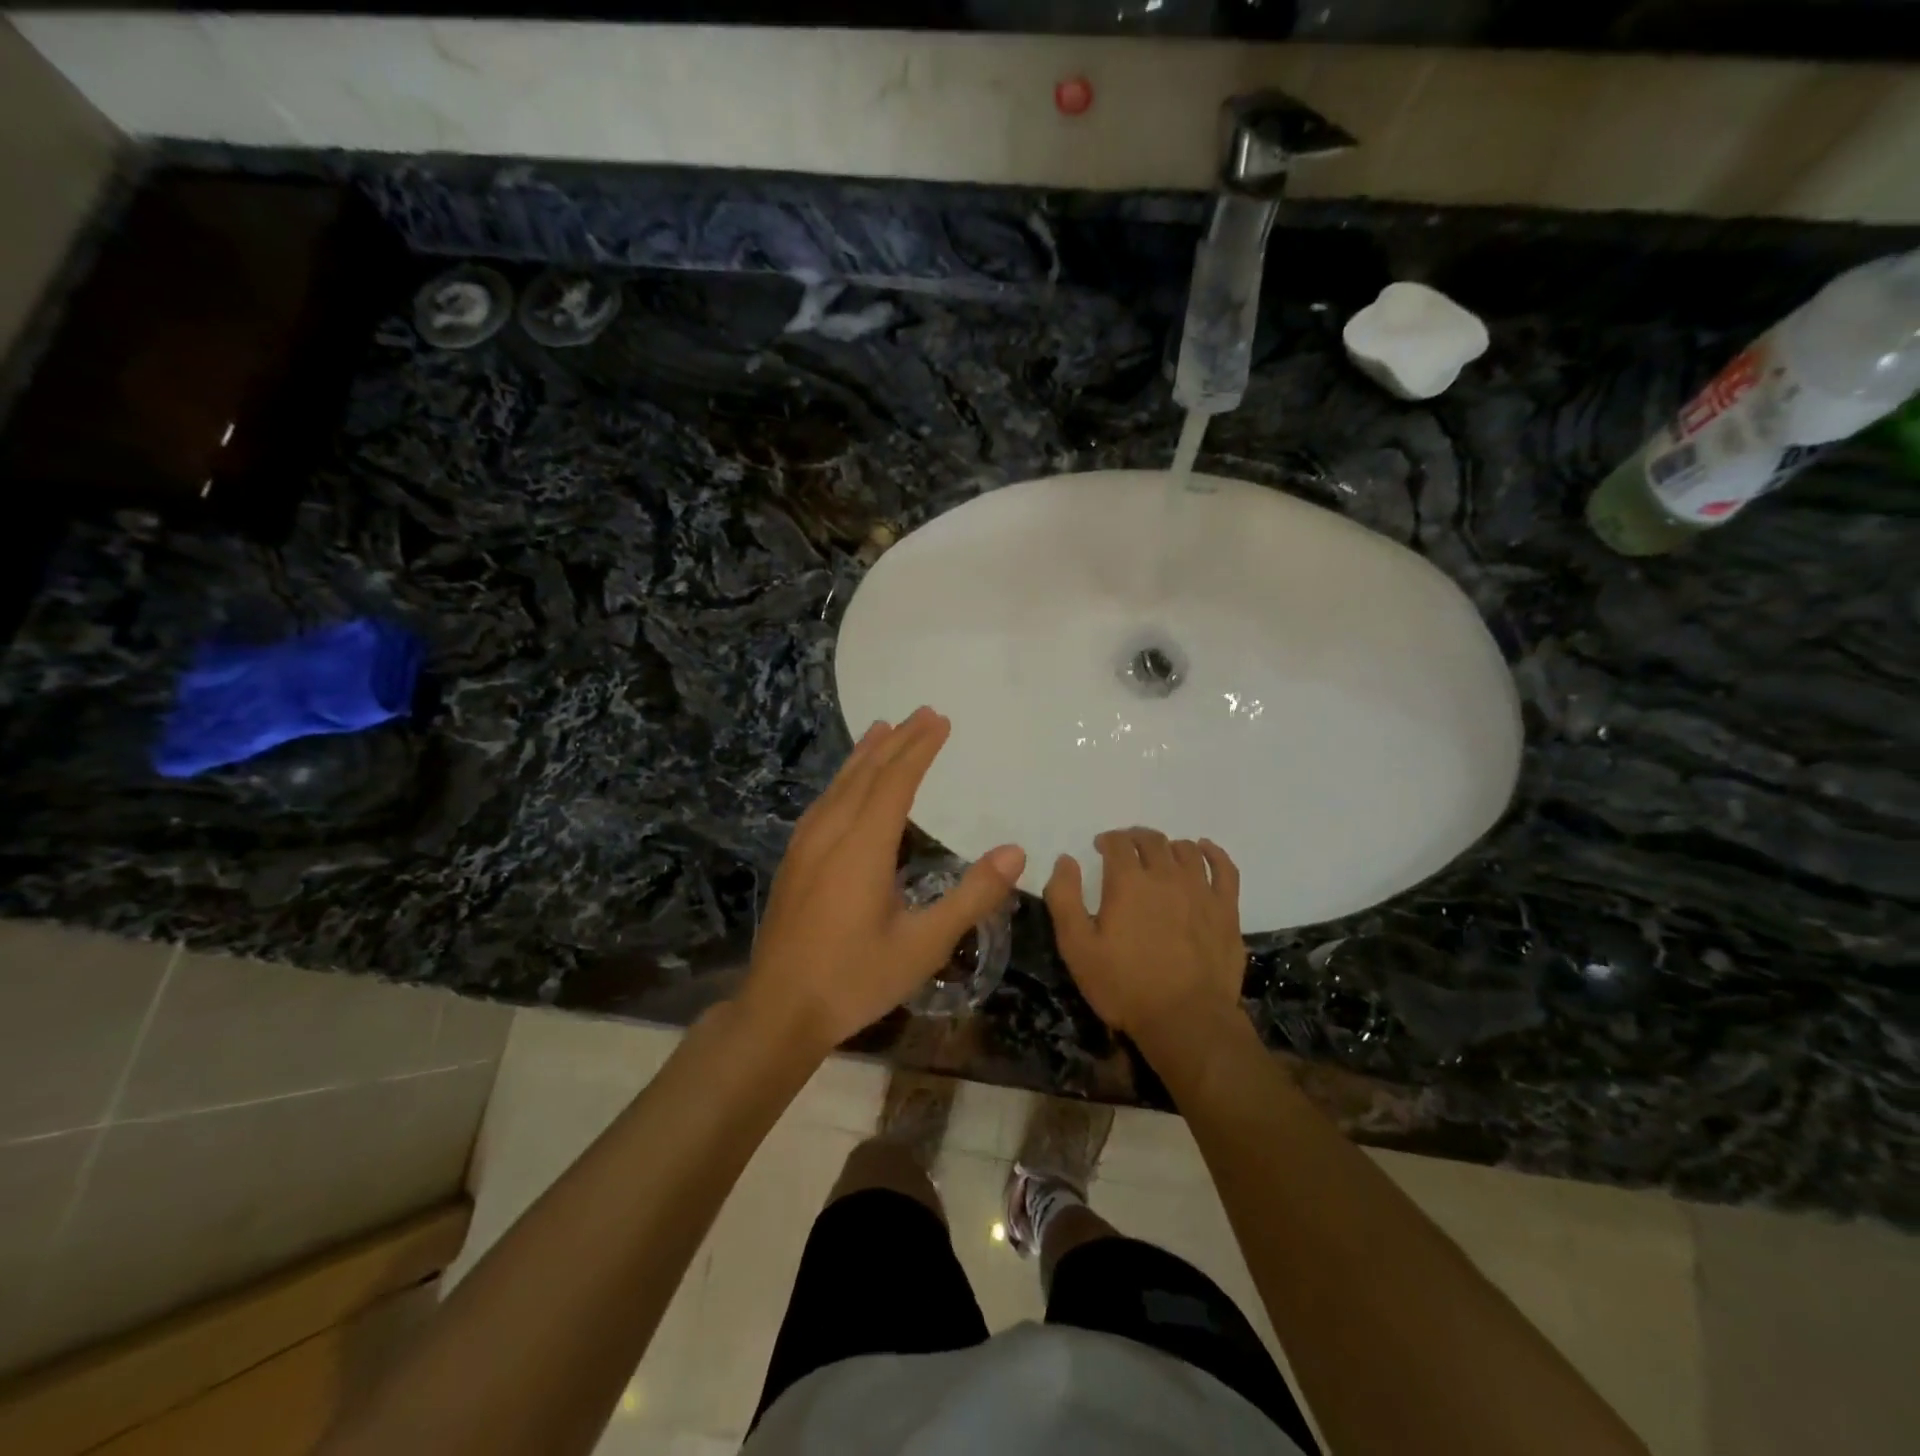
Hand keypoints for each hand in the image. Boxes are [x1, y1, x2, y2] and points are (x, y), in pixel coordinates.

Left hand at [740, 707, 1025, 1055]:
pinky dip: (843, 779)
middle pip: (866, 774)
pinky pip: (823, 802)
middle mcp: (831, 834)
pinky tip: (846, 783)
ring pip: (839, 785)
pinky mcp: (794, 860)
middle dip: (897, 741)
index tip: (940, 720)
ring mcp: (806, 846)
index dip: (919, 748)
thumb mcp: (923, 945)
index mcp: (863, 848)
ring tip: (883, 728)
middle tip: (923, 712)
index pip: (895, 782)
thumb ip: (971, 897)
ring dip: (865, 754)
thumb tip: (1016, 852)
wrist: (779, 1010)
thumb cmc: (855, 979)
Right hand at [1044, 828, 1246, 1041]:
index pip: (1118, 842)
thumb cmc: (1124, 986)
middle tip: (1126, 850)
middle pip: (1152, 840)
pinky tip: (1204, 851)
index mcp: (1128, 882)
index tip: (1101, 848)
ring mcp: (1201, 891)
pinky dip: (1213, 853)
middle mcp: (1166, 876)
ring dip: (1168, 846)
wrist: (1186, 1021)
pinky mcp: (1227, 910)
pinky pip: (1224, 868)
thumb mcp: (1077, 947)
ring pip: (1186, 850)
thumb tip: (1066, 860)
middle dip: (1135, 838)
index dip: (1108, 840)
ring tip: (1160, 856)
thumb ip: (1065, 898)